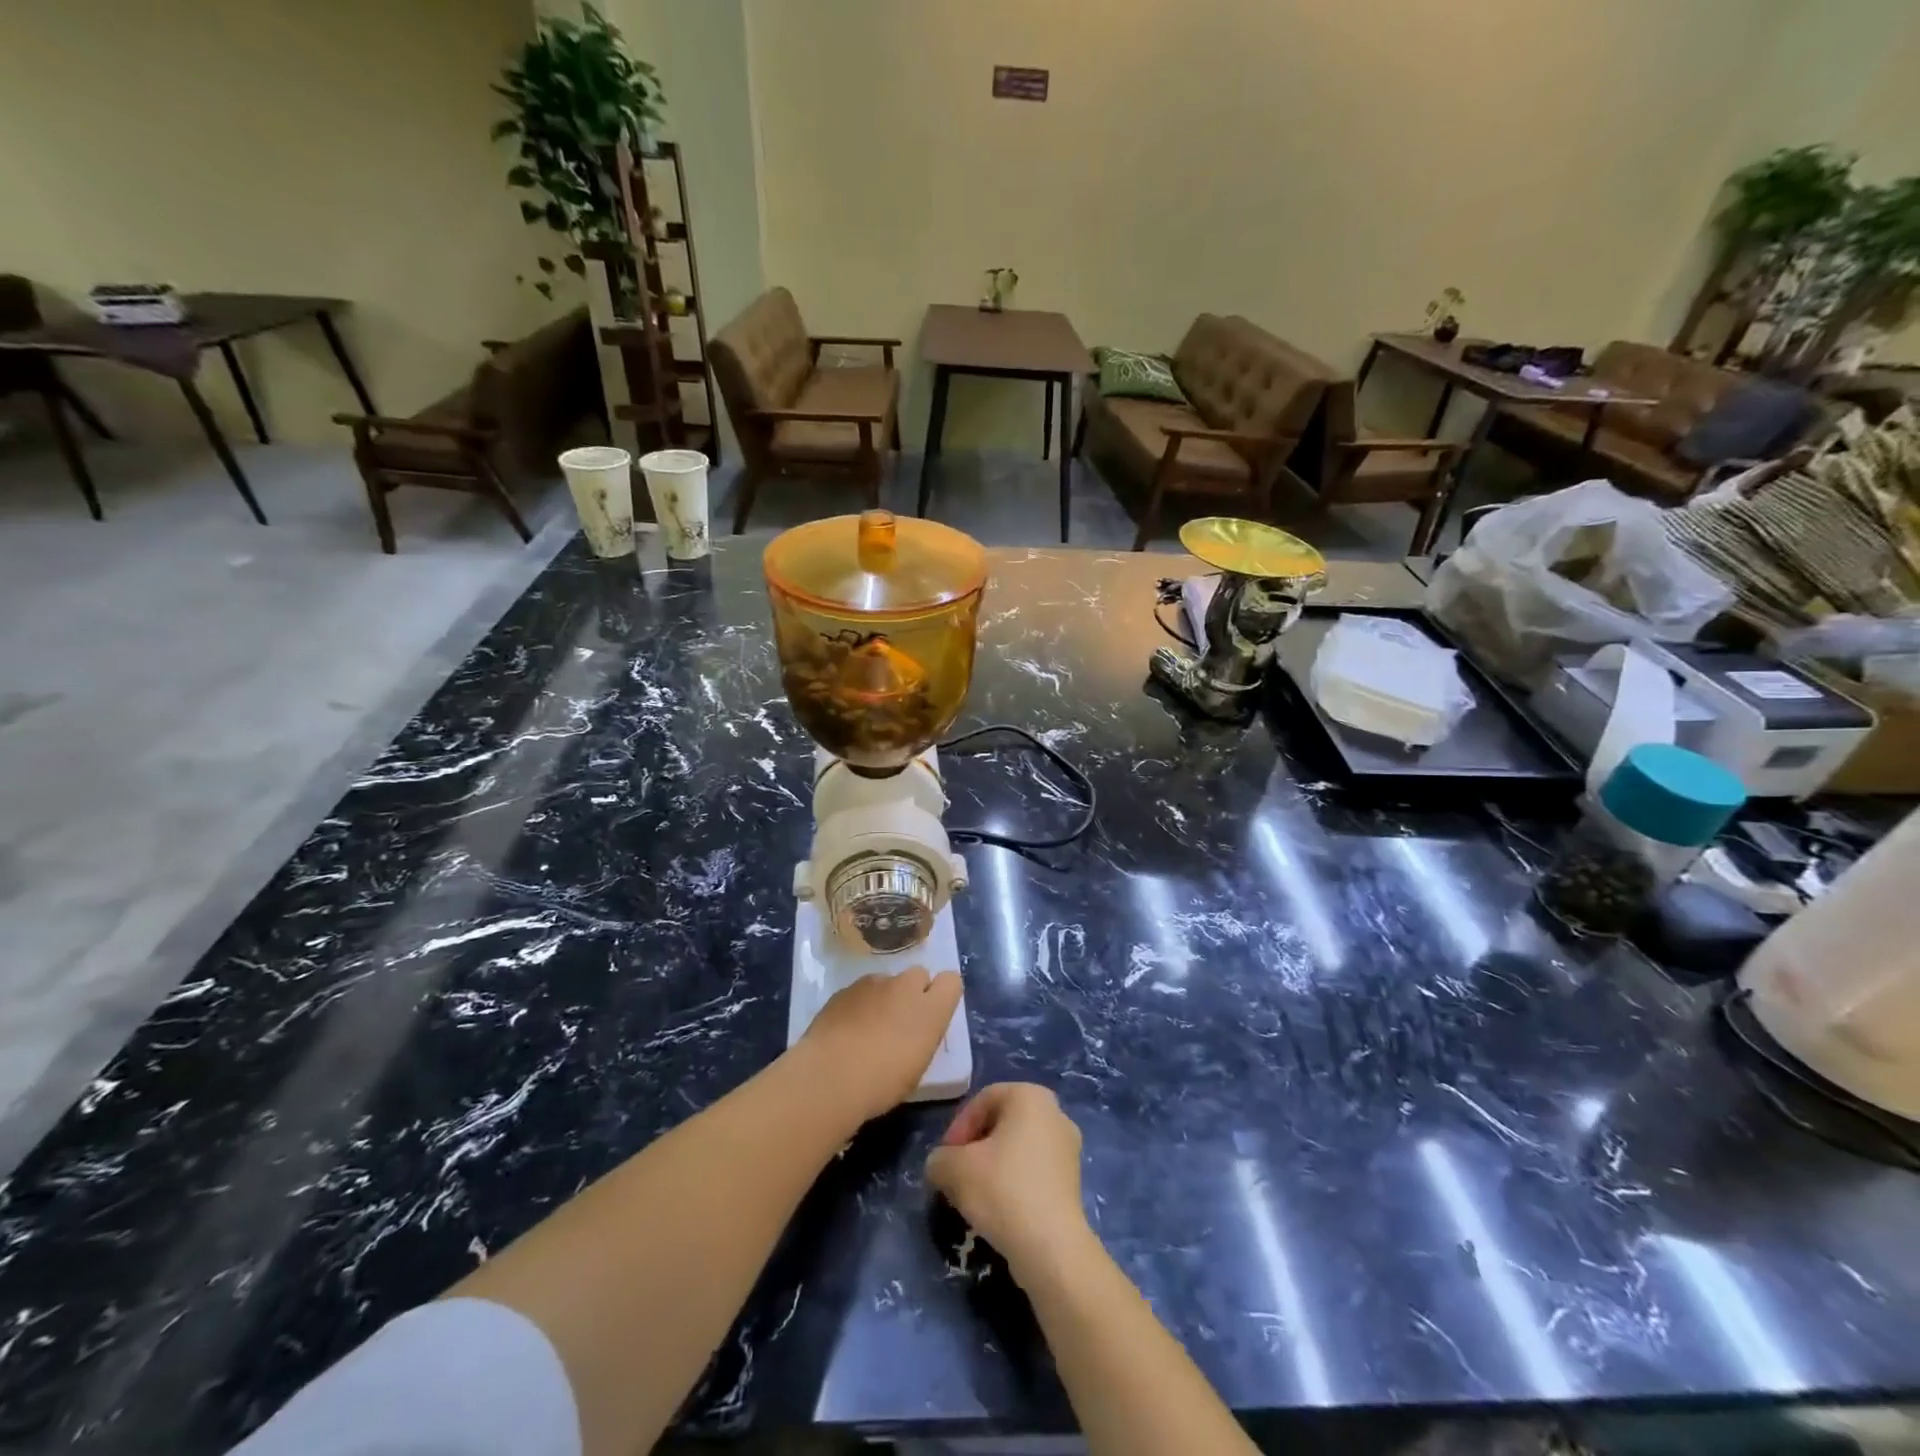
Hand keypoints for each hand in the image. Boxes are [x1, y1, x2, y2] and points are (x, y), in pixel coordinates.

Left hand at [799, 967, 962, 1122]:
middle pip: (918, 974)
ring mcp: (873, 984)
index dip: (942, 994)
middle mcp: (905, 987)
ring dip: (884, 997)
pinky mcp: (845, 989)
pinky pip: (861, 991)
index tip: (932, 1014)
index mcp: (930, 1010)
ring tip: (868, 1028)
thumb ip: (922, 1036)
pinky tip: (847, 1029)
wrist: (830, 1077)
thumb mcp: (917, 1066)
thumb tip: (916, 1029)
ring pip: (887, 981)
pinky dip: (859, 1004)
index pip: (951, 981)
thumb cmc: (882, 1083)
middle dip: (913, 991)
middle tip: (900, 1021)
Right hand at [926, 1083, 1091, 1276]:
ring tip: (975, 1196)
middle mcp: (1055, 1112)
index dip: (958, 1128)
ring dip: (993, 1167)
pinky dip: (1014, 1183)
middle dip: (975, 1147)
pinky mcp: (1074, 1180)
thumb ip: (939, 1158)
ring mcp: (1068, 1147)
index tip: (945, 1159)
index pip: (982, 1100)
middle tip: (956, 1175)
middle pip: (1002, 1123)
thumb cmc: (1002, 1190)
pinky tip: (1000, 1210)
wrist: (1052, 1248)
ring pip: (1018, 1148)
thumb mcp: (954, 1169)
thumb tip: (940, 1165)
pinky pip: (1034, 1171)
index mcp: (1030, 1095)